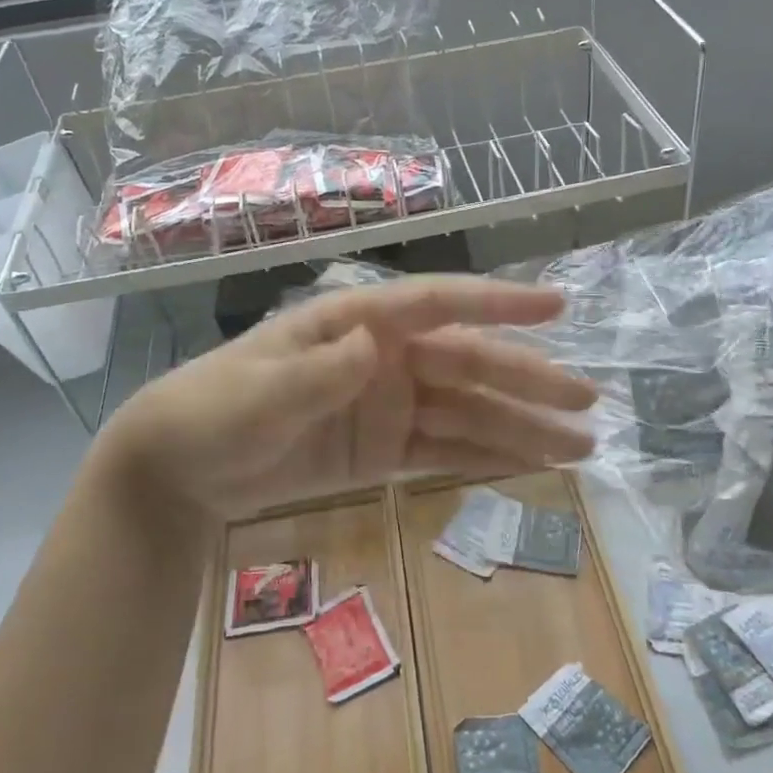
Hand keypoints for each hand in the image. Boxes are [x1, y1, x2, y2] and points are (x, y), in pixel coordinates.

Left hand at [91, 275, 598, 521]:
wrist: (182, 469)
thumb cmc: (211, 411)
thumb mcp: (254, 394)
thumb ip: (314, 373)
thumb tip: (371, 346)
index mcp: (357, 324)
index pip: (438, 305)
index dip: (498, 304)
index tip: (557, 305)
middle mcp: (385, 358)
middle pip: (470, 364)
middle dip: (530, 381)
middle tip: (590, 404)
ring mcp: (389, 405)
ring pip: (469, 412)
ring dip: (523, 427)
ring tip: (579, 447)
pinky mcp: (385, 450)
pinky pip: (446, 451)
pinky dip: (489, 458)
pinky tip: (531, 465)